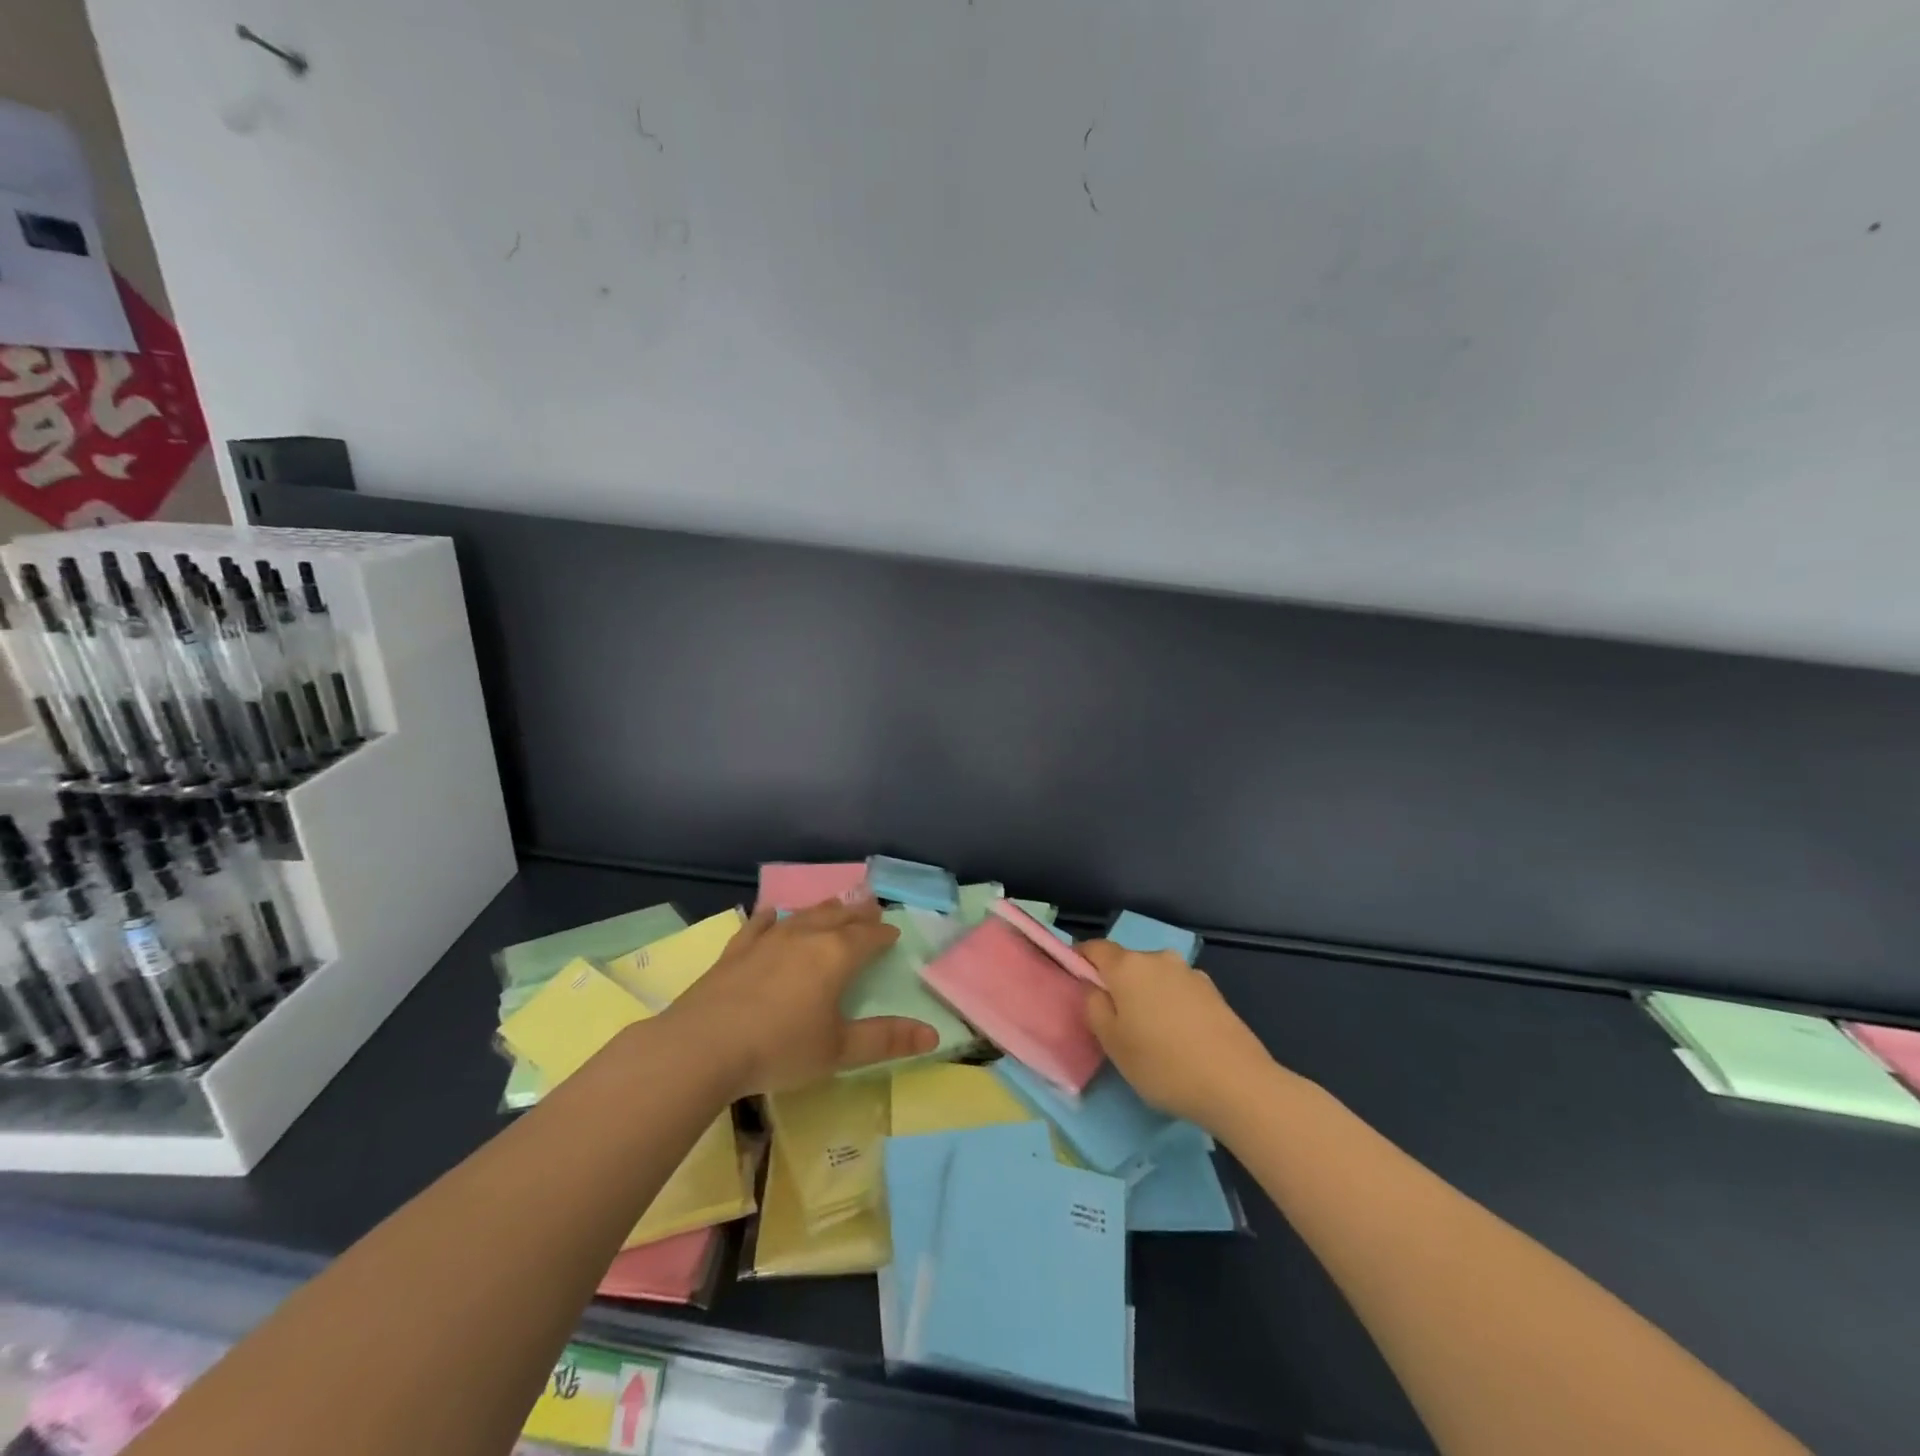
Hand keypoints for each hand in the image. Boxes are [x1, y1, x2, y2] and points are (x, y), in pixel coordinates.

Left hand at [664, 899, 937, 1096]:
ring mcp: (767, 940)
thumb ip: (886, 1040)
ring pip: (802, 915)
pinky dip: (770, 917)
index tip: (892, 933)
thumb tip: (933, 1034)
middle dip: (857, 913)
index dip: (883, 935)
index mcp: (836, 956)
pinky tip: (771, 913)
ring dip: (822, 908)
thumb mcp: (838, 1051)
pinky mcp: (736, 951)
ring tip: (835, 902)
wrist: (703, 1047)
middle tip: (870, 905)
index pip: (868, 937)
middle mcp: (805, 938)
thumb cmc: (780, 1049)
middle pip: (838, 917)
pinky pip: (758, 925)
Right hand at [1080, 940, 1277, 1129]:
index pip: (1095, 948)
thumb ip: (1094, 1007)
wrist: (1237, 1084)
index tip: (1077, 982)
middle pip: (1128, 963)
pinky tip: (1180, 1038)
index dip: (1082, 961)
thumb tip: (1094, 988)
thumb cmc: (1162, 1064)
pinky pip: (1179, 991)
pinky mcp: (1214, 992)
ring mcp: (1190, 973)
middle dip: (1118, 984)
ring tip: (1151, 1034)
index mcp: (1128, 966)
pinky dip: (1172, 1006)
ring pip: (1156, 978)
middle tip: (1115, 1020)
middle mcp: (1159, 959)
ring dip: (1147, 995)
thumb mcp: (1112, 1043)